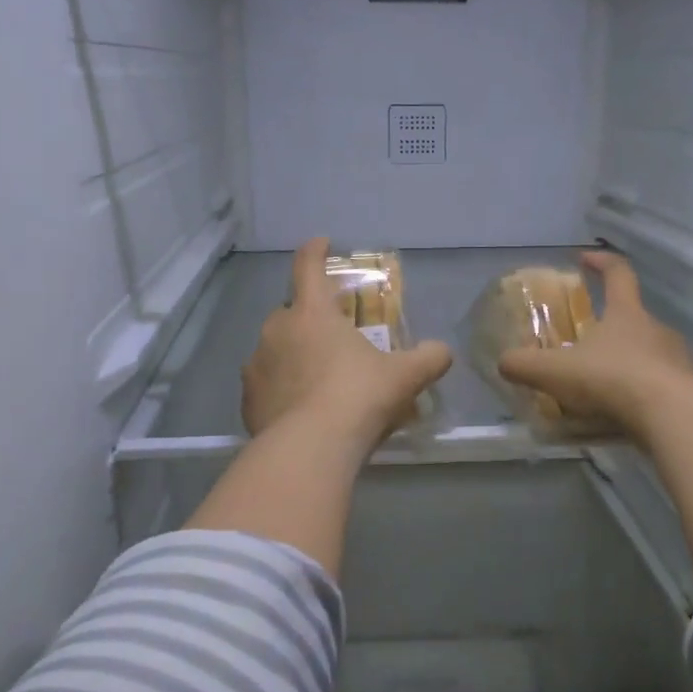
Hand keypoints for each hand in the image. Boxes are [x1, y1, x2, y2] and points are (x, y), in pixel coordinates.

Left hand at [242, 238, 452, 454]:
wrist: (310, 448)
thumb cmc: (358, 397)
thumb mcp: (403, 377)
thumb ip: (428, 359)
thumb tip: (444, 352)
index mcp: (312, 313)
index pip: (308, 267)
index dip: (316, 251)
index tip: (322, 243)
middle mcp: (277, 330)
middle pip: (291, 312)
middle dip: (309, 318)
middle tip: (332, 337)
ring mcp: (256, 365)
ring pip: (275, 349)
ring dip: (293, 356)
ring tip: (317, 381)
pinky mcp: (248, 399)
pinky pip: (265, 385)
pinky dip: (280, 390)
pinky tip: (299, 411)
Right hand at [497, 249, 692, 439]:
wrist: (674, 417)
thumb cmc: (612, 379)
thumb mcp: (555, 372)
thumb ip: (524, 365)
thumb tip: (504, 362)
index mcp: (626, 314)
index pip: (618, 273)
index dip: (601, 262)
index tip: (584, 258)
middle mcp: (656, 329)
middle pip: (633, 318)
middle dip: (610, 327)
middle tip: (585, 344)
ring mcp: (679, 360)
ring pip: (649, 354)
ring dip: (627, 363)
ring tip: (603, 387)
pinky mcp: (690, 391)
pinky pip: (661, 386)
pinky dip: (642, 394)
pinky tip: (624, 414)